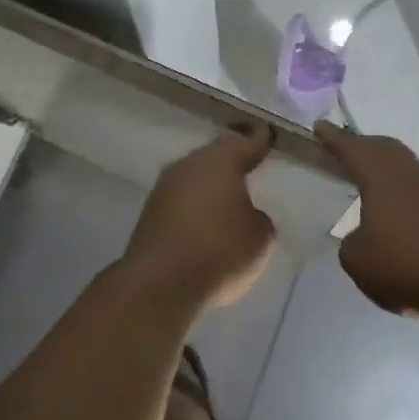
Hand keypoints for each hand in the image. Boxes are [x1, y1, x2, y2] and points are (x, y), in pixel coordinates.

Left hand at [124, 124, 276, 310]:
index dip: (260, 140)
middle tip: (251, 166)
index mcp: (219, 161)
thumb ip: (258, 218)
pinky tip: (206, 223)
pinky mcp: (150, 214)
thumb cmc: (219, 251)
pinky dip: (195, 208)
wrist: (160, 283)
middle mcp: (188, 165)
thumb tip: (245, 214)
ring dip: (211, 187)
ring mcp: (164, 188)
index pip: (246, 142)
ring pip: (195, 179)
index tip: (268, 135)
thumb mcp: (259, 236)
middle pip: (215, 158)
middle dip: (232, 163)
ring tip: (231, 199)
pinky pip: (182, 202)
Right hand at [314, 121, 418, 316]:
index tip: (319, 126)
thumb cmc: (406, 261)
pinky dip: (408, 196)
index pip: (351, 148)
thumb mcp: (357, 260)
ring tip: (373, 180)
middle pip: (385, 149)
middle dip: (364, 146)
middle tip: (347, 149)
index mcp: (380, 175)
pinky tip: (402, 213)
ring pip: (408, 169)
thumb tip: (363, 237)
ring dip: (389, 171)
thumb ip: (352, 243)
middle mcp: (410, 173)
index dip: (333, 138)